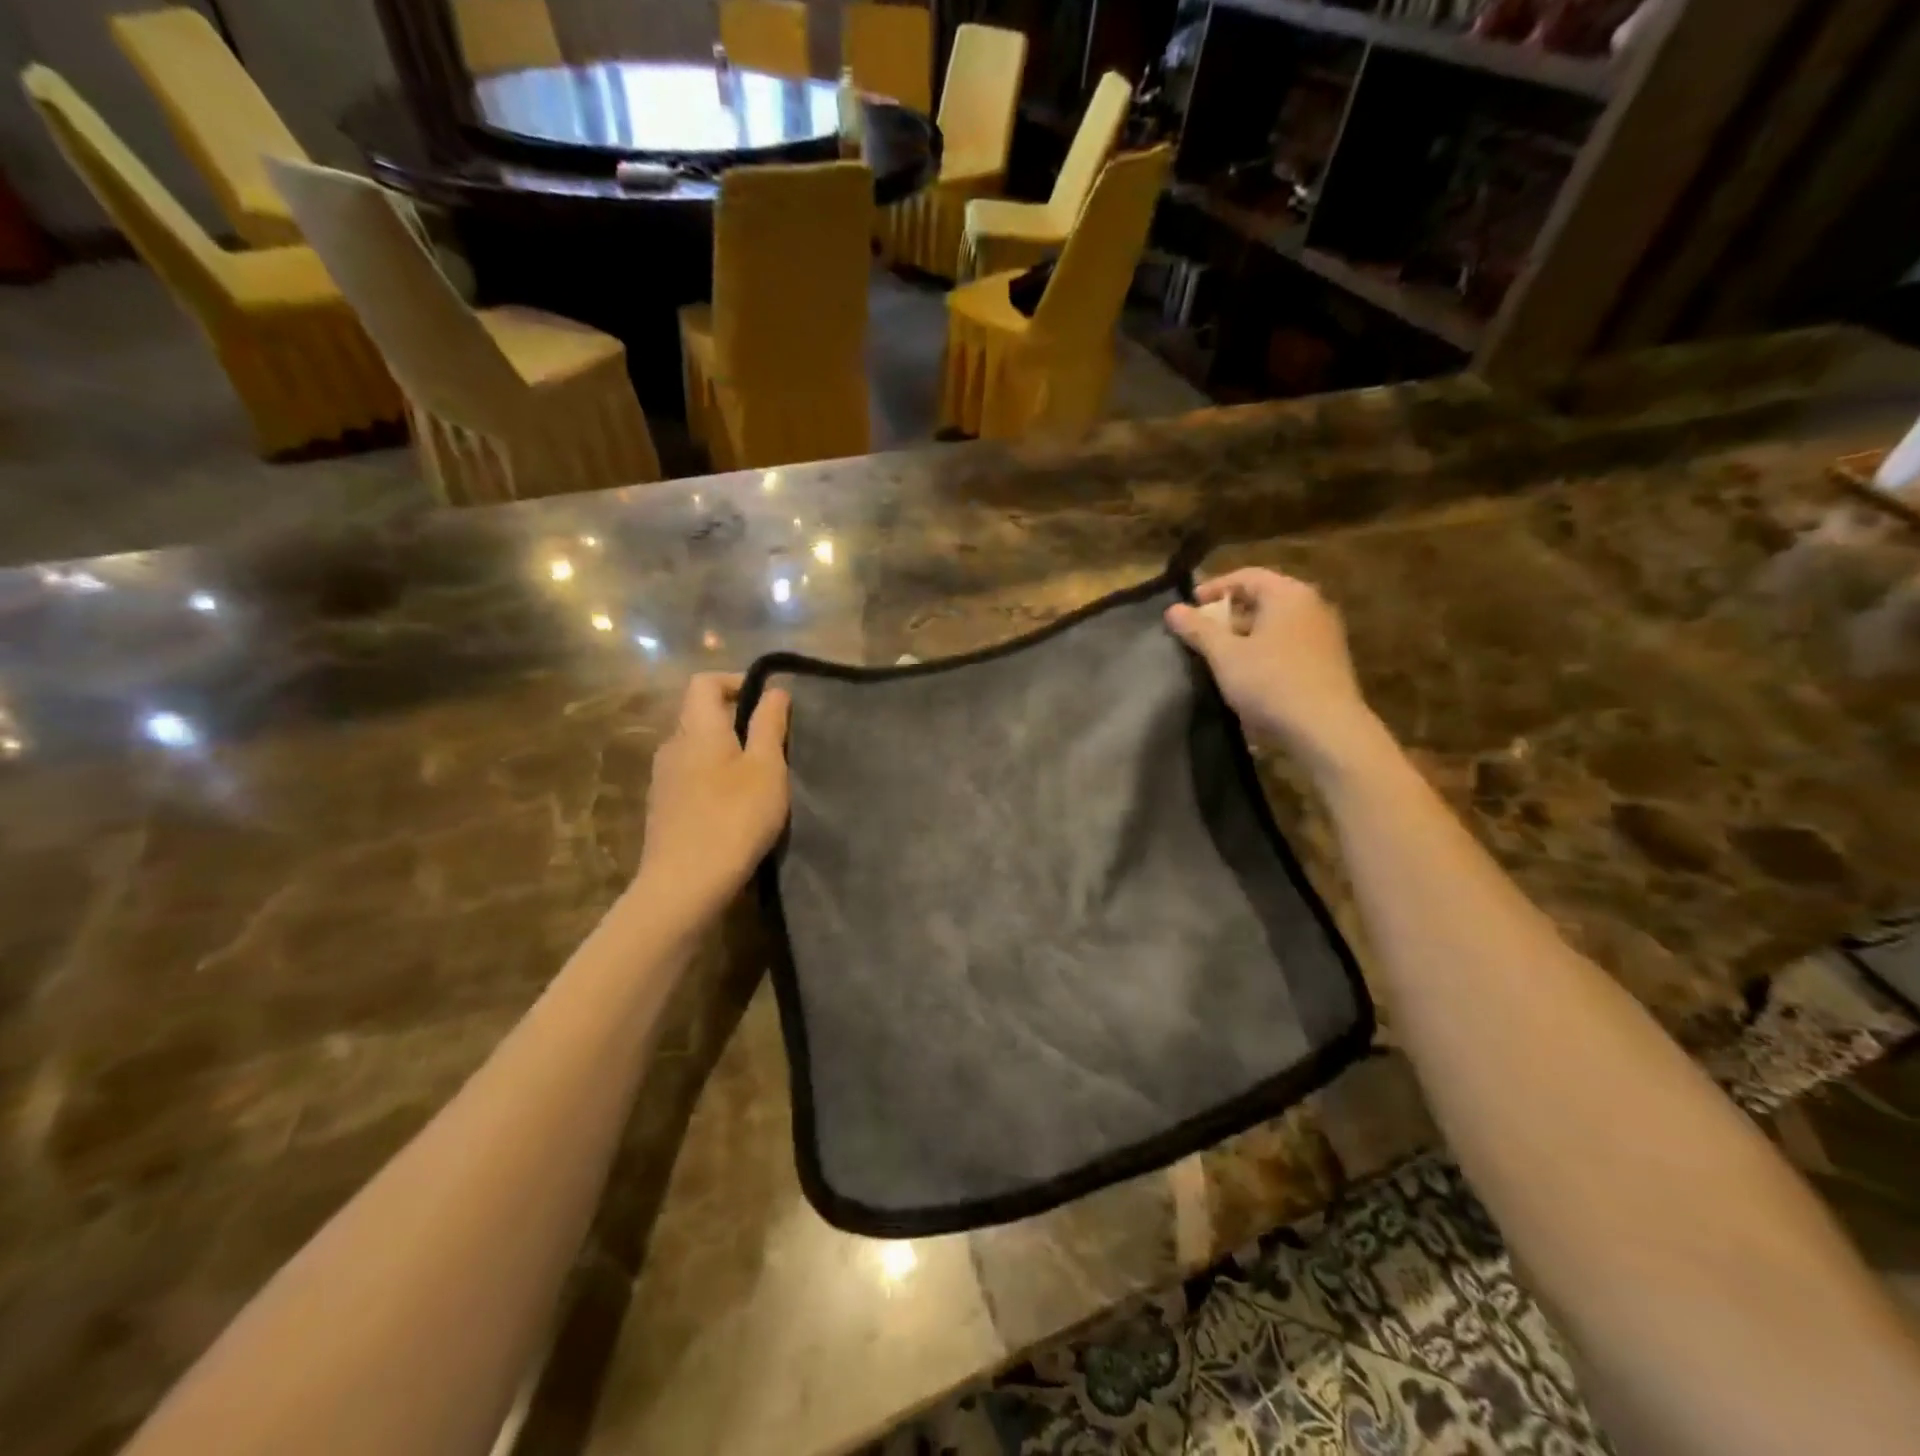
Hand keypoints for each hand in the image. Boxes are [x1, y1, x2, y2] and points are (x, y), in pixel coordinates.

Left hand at [634, 673, 790, 922]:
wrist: (685, 885)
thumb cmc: (734, 817)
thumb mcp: (766, 767)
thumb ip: (769, 724)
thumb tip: (774, 690)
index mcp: (696, 728)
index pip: (705, 682)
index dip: (737, 681)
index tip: (770, 702)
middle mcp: (672, 746)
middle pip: (702, 716)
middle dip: (739, 720)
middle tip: (776, 743)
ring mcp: (664, 780)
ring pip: (699, 750)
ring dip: (729, 753)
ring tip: (762, 778)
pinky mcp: (664, 810)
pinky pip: (693, 778)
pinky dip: (717, 779)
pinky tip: (738, 808)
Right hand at [1164, 568, 1386, 777]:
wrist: (1326, 728)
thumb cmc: (1270, 682)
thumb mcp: (1225, 655)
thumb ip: (1198, 629)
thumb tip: (1173, 609)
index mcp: (1288, 594)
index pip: (1246, 576)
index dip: (1214, 588)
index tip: (1189, 608)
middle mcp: (1312, 605)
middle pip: (1263, 599)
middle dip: (1228, 615)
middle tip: (1202, 634)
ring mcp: (1324, 634)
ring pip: (1276, 624)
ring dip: (1246, 636)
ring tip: (1220, 658)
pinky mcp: (1329, 662)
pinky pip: (1289, 645)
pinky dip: (1265, 652)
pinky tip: (1249, 676)